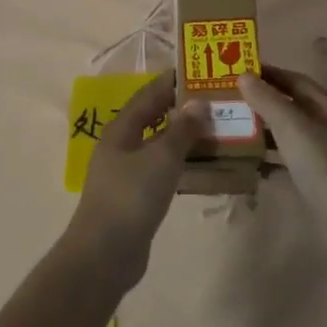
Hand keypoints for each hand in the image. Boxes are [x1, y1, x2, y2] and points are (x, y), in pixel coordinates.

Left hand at [66, 72, 207, 289]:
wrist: (105, 254)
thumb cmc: (131, 196)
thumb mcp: (161, 157)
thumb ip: (182, 129)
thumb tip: (199, 102)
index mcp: (121, 129)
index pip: (149, 94)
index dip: (172, 82)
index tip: (201, 72)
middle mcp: (123, 146)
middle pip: (156, 119)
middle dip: (184, 109)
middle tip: (218, 101)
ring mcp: (130, 173)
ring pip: (163, 146)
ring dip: (188, 138)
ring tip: (221, 130)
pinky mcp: (140, 197)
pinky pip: (166, 171)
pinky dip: (186, 165)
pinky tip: (209, 167)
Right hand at [238, 66, 326, 204]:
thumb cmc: (324, 164)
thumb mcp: (292, 127)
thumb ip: (267, 100)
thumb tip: (244, 74)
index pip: (294, 79)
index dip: (267, 74)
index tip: (238, 72)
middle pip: (293, 104)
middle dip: (263, 101)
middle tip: (231, 101)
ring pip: (292, 132)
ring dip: (266, 129)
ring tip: (236, 130)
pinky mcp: (323, 175)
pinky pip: (293, 157)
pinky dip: (273, 156)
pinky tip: (254, 163)